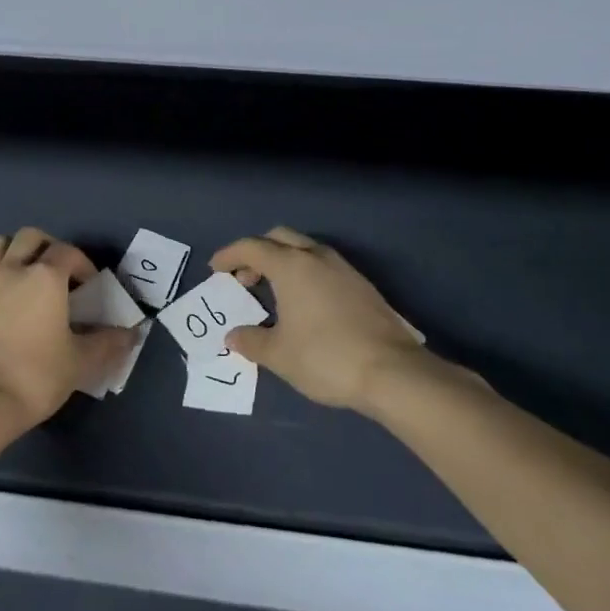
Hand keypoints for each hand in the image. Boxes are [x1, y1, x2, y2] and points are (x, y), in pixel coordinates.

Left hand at [0, 228, 135, 431]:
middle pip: (30, 237)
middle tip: (58, 274)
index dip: (83, 263)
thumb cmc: (35, 377)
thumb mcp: (80, 363)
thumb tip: (131, 334)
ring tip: (25, 276)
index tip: (90, 285)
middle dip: (48, 247)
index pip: (68, 252)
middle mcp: (12, 269)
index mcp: (44, 277)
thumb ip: (107, 344)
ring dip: (14, 252)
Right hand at [213, 226, 429, 411]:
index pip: (251, 247)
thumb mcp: (279, 354)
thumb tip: (233, 336)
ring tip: (274, 290)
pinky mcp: (362, 285)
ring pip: (305, 248)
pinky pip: (323, 265)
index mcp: (290, 266)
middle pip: (279, 237)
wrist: (393, 373)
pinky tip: (306, 302)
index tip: (215, 269)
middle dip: (257, 251)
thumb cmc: (325, 357)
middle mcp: (316, 257)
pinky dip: (305, 272)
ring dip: (284, 260)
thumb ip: (251, 341)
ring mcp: (343, 268)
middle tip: (245, 278)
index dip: (229, 255)